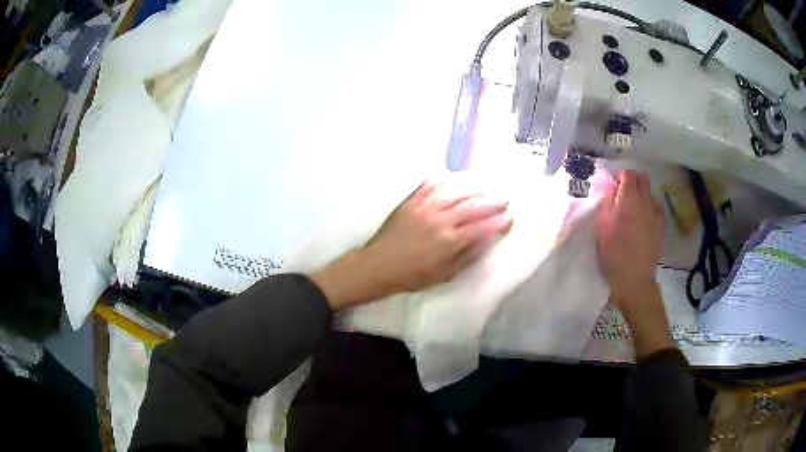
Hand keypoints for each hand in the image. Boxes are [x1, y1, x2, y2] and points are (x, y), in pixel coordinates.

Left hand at [312, 181, 511, 309]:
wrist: (378, 265)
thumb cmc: (413, 275)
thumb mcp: (444, 275)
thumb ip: (467, 256)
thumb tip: (487, 240)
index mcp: (450, 240)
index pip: (482, 227)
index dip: (498, 222)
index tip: (510, 217)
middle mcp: (441, 219)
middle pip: (473, 206)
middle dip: (492, 202)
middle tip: (504, 199)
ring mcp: (425, 207)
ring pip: (455, 192)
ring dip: (473, 189)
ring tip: (485, 188)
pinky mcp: (411, 201)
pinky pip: (430, 185)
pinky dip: (443, 180)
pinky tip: (452, 178)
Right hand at [595, 170, 672, 357]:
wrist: (633, 280)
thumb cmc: (613, 254)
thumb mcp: (601, 228)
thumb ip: (606, 202)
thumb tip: (609, 185)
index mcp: (628, 200)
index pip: (628, 173)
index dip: (620, 174)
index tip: (612, 183)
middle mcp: (645, 202)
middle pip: (643, 178)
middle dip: (633, 179)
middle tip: (623, 191)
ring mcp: (655, 214)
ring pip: (651, 193)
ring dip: (642, 194)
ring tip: (634, 207)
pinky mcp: (661, 227)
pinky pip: (657, 208)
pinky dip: (650, 207)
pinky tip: (644, 219)